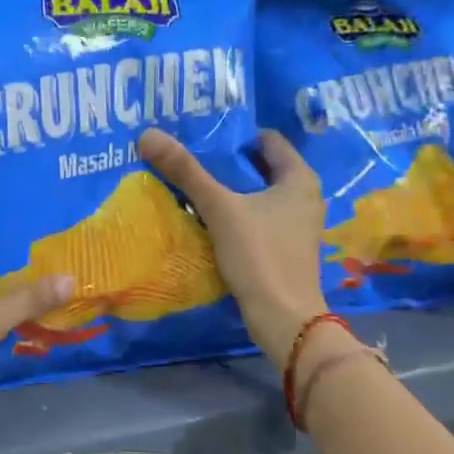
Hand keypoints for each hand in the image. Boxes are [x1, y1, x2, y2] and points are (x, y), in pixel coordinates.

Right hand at [138, 127, 327, 363]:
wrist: (284, 319)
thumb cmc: (259, 255)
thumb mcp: (220, 209)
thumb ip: (186, 172)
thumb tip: (148, 135)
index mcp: (300, 178)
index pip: (267, 140)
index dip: (234, 136)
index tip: (201, 138)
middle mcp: (305, 197)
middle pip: (261, 168)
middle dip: (227, 164)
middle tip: (190, 160)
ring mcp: (297, 226)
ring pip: (258, 196)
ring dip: (230, 193)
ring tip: (192, 189)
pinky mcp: (286, 250)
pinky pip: (258, 220)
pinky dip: (236, 216)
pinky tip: (209, 222)